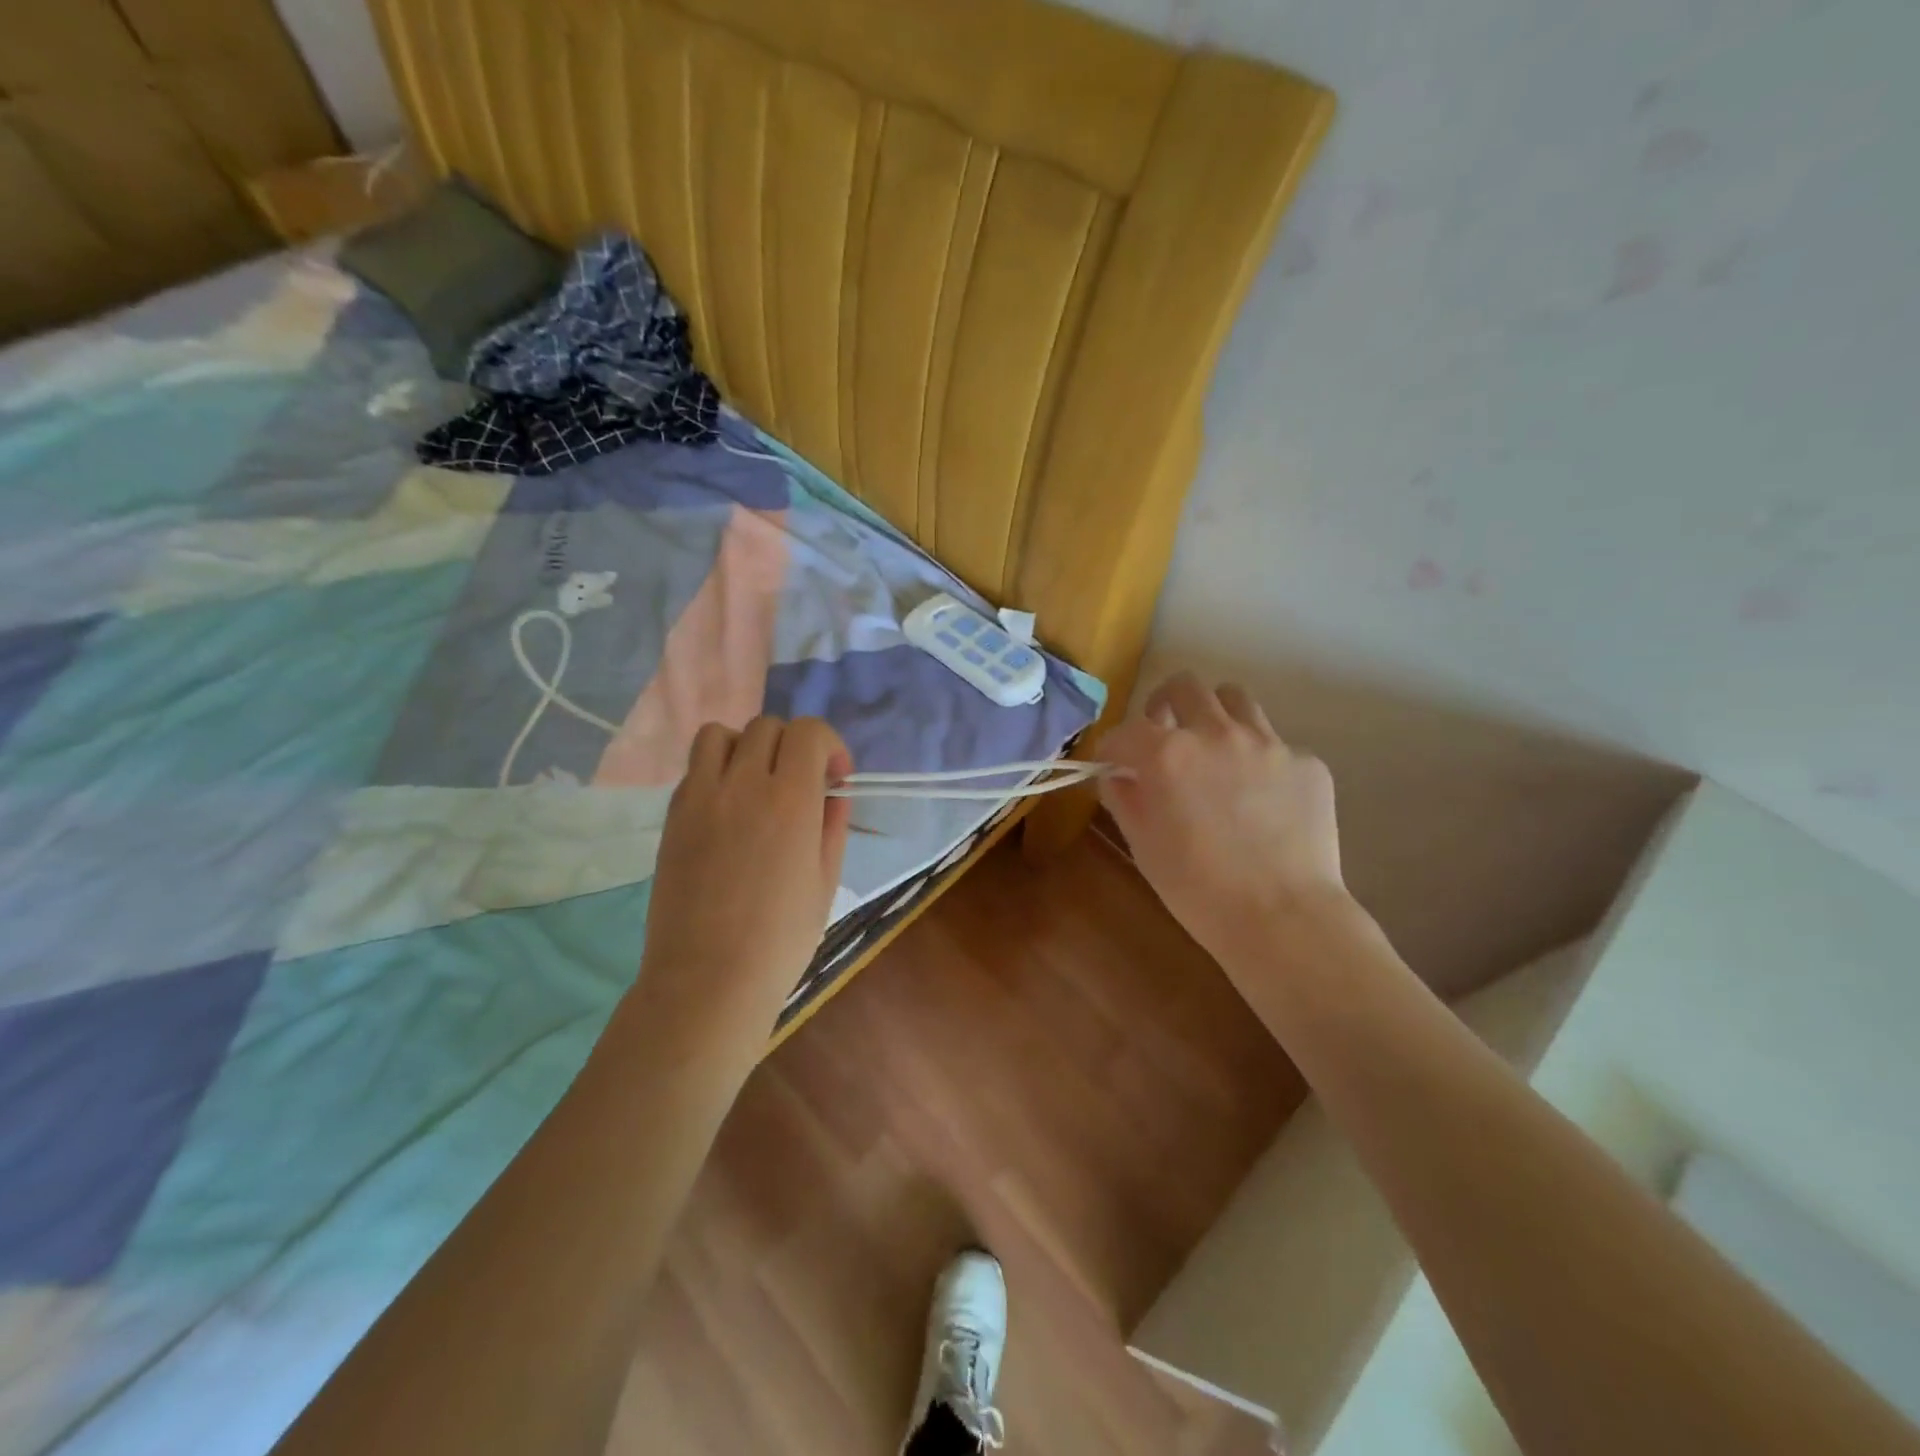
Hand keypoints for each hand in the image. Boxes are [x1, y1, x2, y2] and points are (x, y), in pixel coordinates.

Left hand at [631, 717, 852, 1053]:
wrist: (708, 978)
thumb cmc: (780, 939)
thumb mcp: (825, 882)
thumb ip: (832, 826)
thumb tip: (832, 794)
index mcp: (790, 800)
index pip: (808, 732)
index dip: (829, 745)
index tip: (834, 777)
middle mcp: (743, 784)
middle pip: (767, 726)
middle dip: (793, 746)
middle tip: (800, 784)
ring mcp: (700, 797)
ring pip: (719, 734)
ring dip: (746, 747)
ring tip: (756, 783)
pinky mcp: (673, 815)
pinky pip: (694, 768)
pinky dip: (716, 771)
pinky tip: (727, 809)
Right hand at [1099, 673, 1346, 963]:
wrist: (1282, 917)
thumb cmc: (1197, 889)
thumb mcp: (1143, 845)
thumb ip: (1124, 798)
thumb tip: (1119, 776)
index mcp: (1168, 753)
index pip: (1126, 731)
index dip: (1113, 748)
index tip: (1113, 765)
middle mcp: (1217, 733)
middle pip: (1185, 686)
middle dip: (1165, 704)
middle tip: (1164, 734)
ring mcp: (1268, 743)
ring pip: (1235, 699)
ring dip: (1215, 715)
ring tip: (1214, 749)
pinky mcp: (1307, 763)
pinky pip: (1275, 744)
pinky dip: (1258, 760)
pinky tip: (1261, 798)